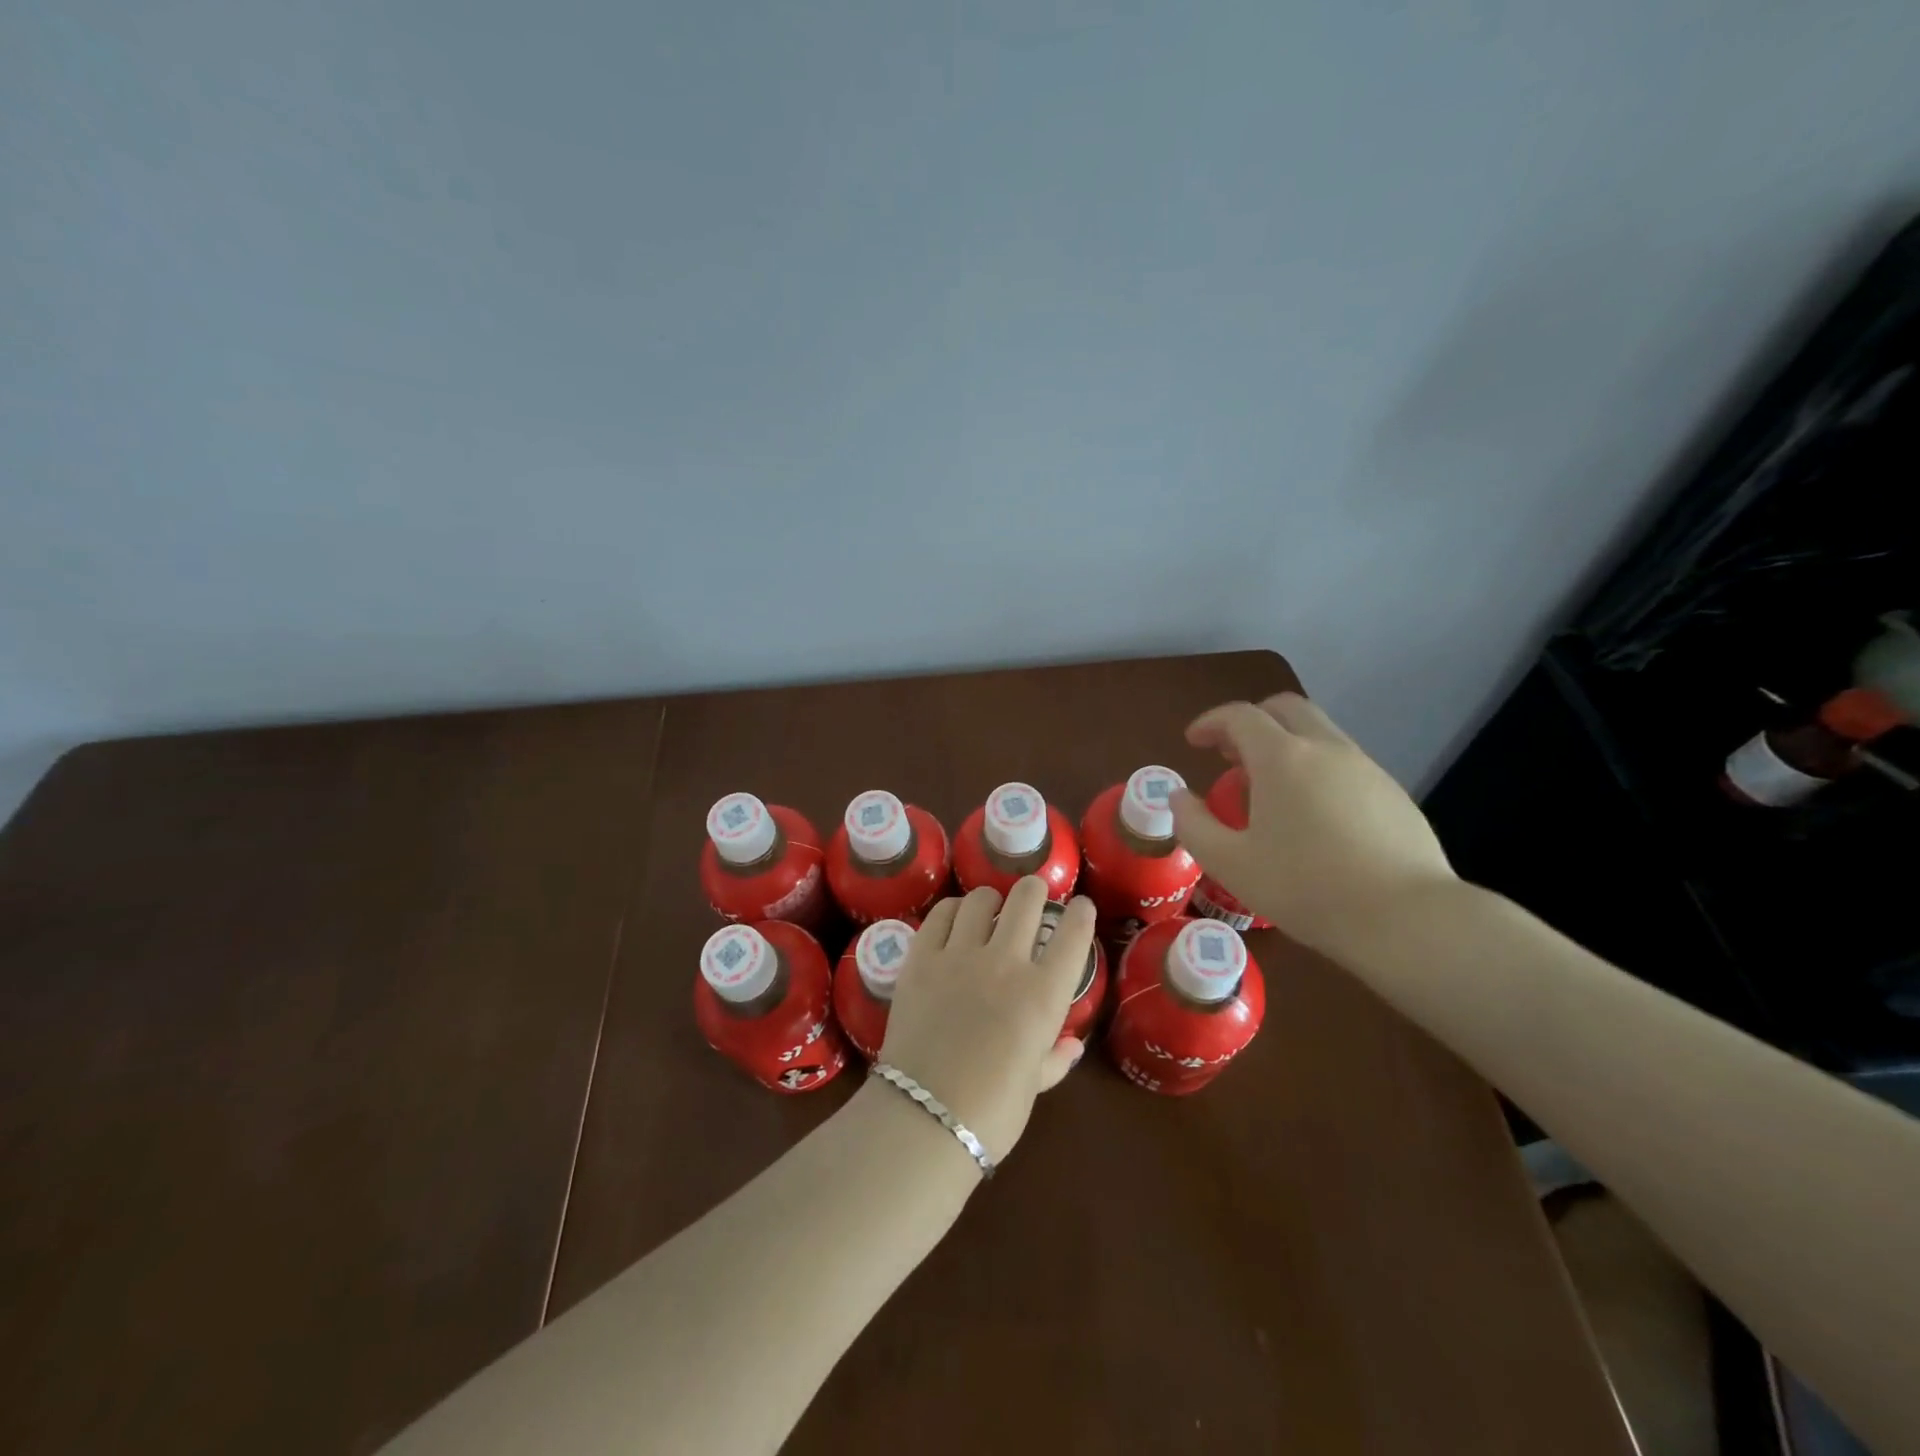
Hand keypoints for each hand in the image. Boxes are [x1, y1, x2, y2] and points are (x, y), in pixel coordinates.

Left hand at [875, 878, 1093, 1166]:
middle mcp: (1005, 963)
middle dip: (1035, 891)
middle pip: (1026, 900)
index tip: (1081, 907)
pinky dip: (953, 910)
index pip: (1072, 935)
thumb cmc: (991, 1112)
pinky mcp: (921, 958)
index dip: (1081, 914)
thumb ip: (1054, 1058)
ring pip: (981, 899)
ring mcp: (959, 955)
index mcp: (1043, 995)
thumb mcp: (1032, 1087)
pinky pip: (941, 915)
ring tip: (991, 907)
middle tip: (1033, 896)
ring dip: (992, 898)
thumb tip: (1073, 1045)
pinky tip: (956, 917)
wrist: (924, 1117)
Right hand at [1169, 693, 1455, 956]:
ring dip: (1286, 744)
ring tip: (1268, 788)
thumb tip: (1177, 797)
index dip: (1211, 722)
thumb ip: (1193, 825)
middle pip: (1285, 708)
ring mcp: (1366, 768)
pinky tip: (1312, 815)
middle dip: (1252, 721)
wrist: (1406, 918)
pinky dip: (1316, 768)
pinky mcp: (1393, 793)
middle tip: (1231, 754)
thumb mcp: (1230, 863)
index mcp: (1282, 758)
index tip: (1193, 741)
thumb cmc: (1305, 887)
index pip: (1240, 716)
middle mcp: (1326, 749)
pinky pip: (1344, 762)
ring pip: (1319, 733)